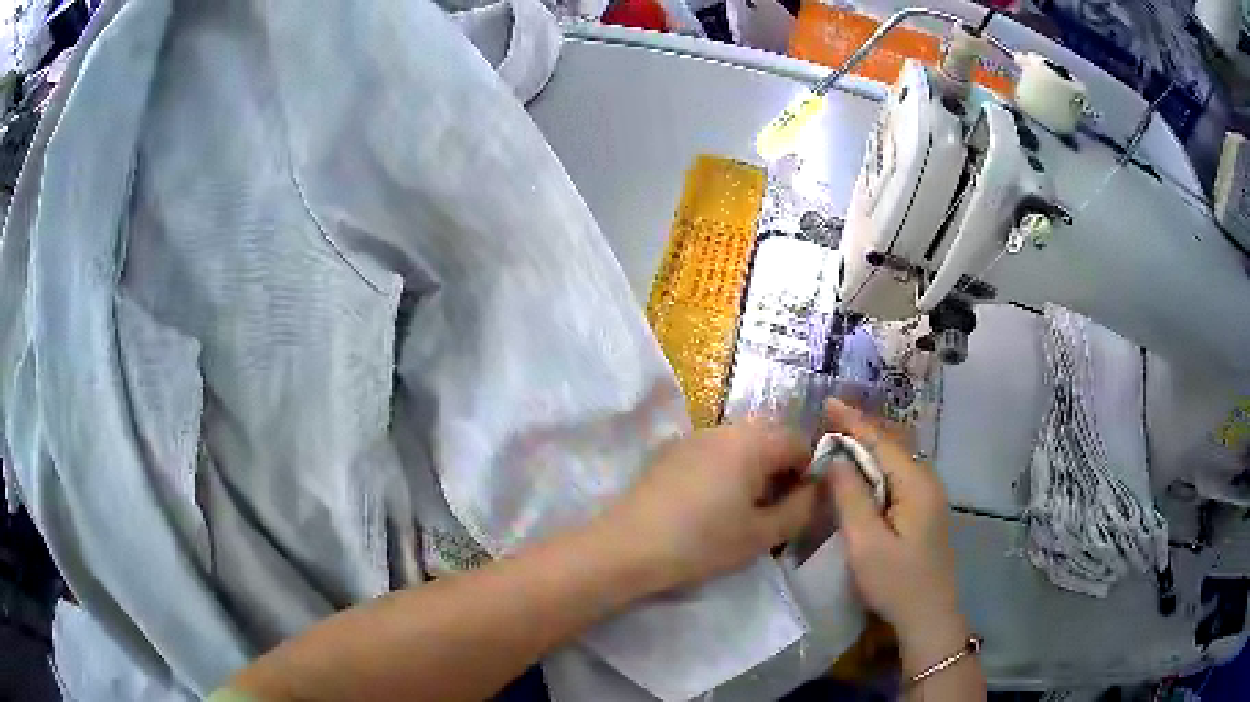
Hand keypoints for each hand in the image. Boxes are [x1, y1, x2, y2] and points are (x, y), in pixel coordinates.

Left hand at [594, 421, 820, 593]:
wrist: (627, 547)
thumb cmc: (702, 542)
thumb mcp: (762, 534)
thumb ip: (801, 509)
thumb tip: (819, 489)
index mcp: (752, 441)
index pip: (800, 442)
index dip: (810, 473)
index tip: (800, 507)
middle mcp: (725, 428)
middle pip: (770, 439)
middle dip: (781, 471)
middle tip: (773, 512)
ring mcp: (694, 436)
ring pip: (741, 446)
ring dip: (754, 471)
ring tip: (743, 512)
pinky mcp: (671, 451)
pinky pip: (714, 453)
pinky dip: (726, 471)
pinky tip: (711, 506)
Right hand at [823, 399, 968, 673]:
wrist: (929, 616)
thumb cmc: (896, 582)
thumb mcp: (865, 543)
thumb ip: (850, 497)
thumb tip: (835, 458)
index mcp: (916, 483)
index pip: (881, 441)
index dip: (853, 421)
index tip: (827, 402)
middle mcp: (927, 481)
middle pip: (892, 444)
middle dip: (861, 429)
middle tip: (828, 420)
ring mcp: (929, 496)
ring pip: (896, 459)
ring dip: (868, 447)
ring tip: (839, 438)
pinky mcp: (924, 510)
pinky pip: (898, 475)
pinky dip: (877, 466)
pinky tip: (861, 472)